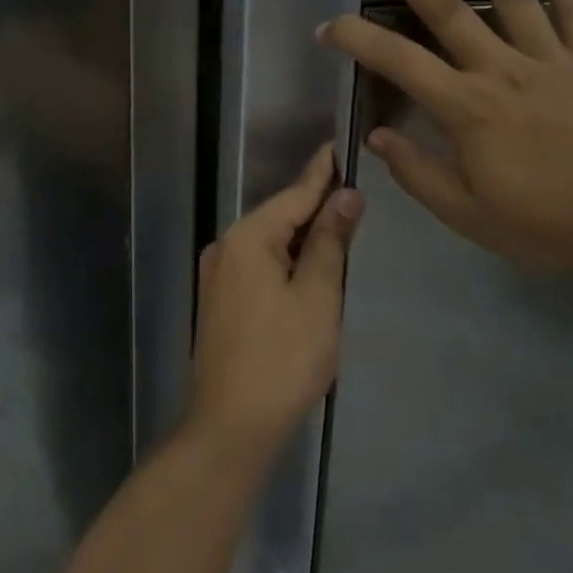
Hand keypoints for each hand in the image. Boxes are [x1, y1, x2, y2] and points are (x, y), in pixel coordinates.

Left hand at [186, 146, 363, 460]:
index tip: (339, 146)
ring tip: (340, 224)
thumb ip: (330, 241)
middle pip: (280, 217)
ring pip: (269, 243)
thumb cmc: (282, 358)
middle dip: (315, 206)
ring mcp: (218, 275)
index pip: (295, 194)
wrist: (230, 426)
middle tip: (353, 190)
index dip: (322, 173)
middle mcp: (226, 247)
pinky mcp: (219, 301)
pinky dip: (287, 260)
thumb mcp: (318, 296)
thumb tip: (346, 196)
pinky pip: (259, 265)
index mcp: (248, 238)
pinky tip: (308, 267)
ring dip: (303, 237)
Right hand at [319, 0, 572, 278]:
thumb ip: (419, 174)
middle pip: (445, 6)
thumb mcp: (471, 216)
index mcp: (466, 108)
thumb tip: (376, 137)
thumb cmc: (550, 225)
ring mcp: (549, 58)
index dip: (356, 39)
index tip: (327, 25)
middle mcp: (501, 69)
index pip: (397, 61)